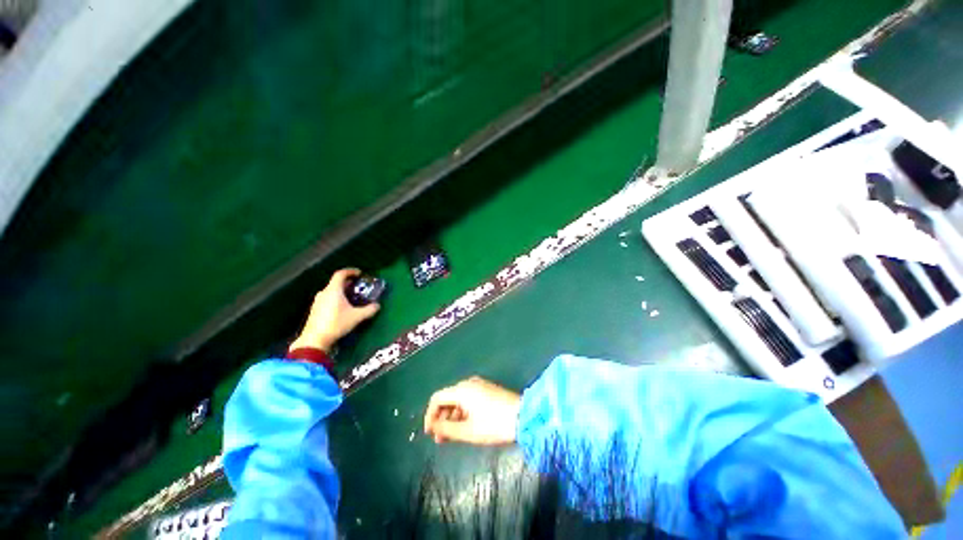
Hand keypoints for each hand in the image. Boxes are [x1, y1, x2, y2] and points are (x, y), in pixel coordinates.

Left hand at [289, 268, 380, 352]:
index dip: (351, 271)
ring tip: (352, 298)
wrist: (315, 340)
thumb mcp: (357, 317)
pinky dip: (336, 299)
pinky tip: (342, 308)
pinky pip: (327, 299)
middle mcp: (324, 293)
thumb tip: (377, 305)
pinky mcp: (315, 310)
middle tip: (358, 287)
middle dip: (348, 283)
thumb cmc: (337, 323)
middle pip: (336, 282)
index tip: (360, 273)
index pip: (341, 274)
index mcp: (333, 290)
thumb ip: (369, 310)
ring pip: (331, 291)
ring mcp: (317, 302)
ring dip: (342, 292)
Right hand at [424, 376, 520, 445]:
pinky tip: (465, 426)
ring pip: (458, 399)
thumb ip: (446, 429)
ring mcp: (479, 385)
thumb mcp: (468, 431)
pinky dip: (462, 412)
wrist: (523, 417)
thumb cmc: (494, 425)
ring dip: (452, 416)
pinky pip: (468, 399)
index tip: (430, 433)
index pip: (437, 398)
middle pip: (447, 398)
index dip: (430, 415)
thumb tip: (432, 427)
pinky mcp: (487, 389)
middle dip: (441, 418)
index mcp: (462, 390)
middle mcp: (469, 383)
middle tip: (440, 439)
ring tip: (452, 436)